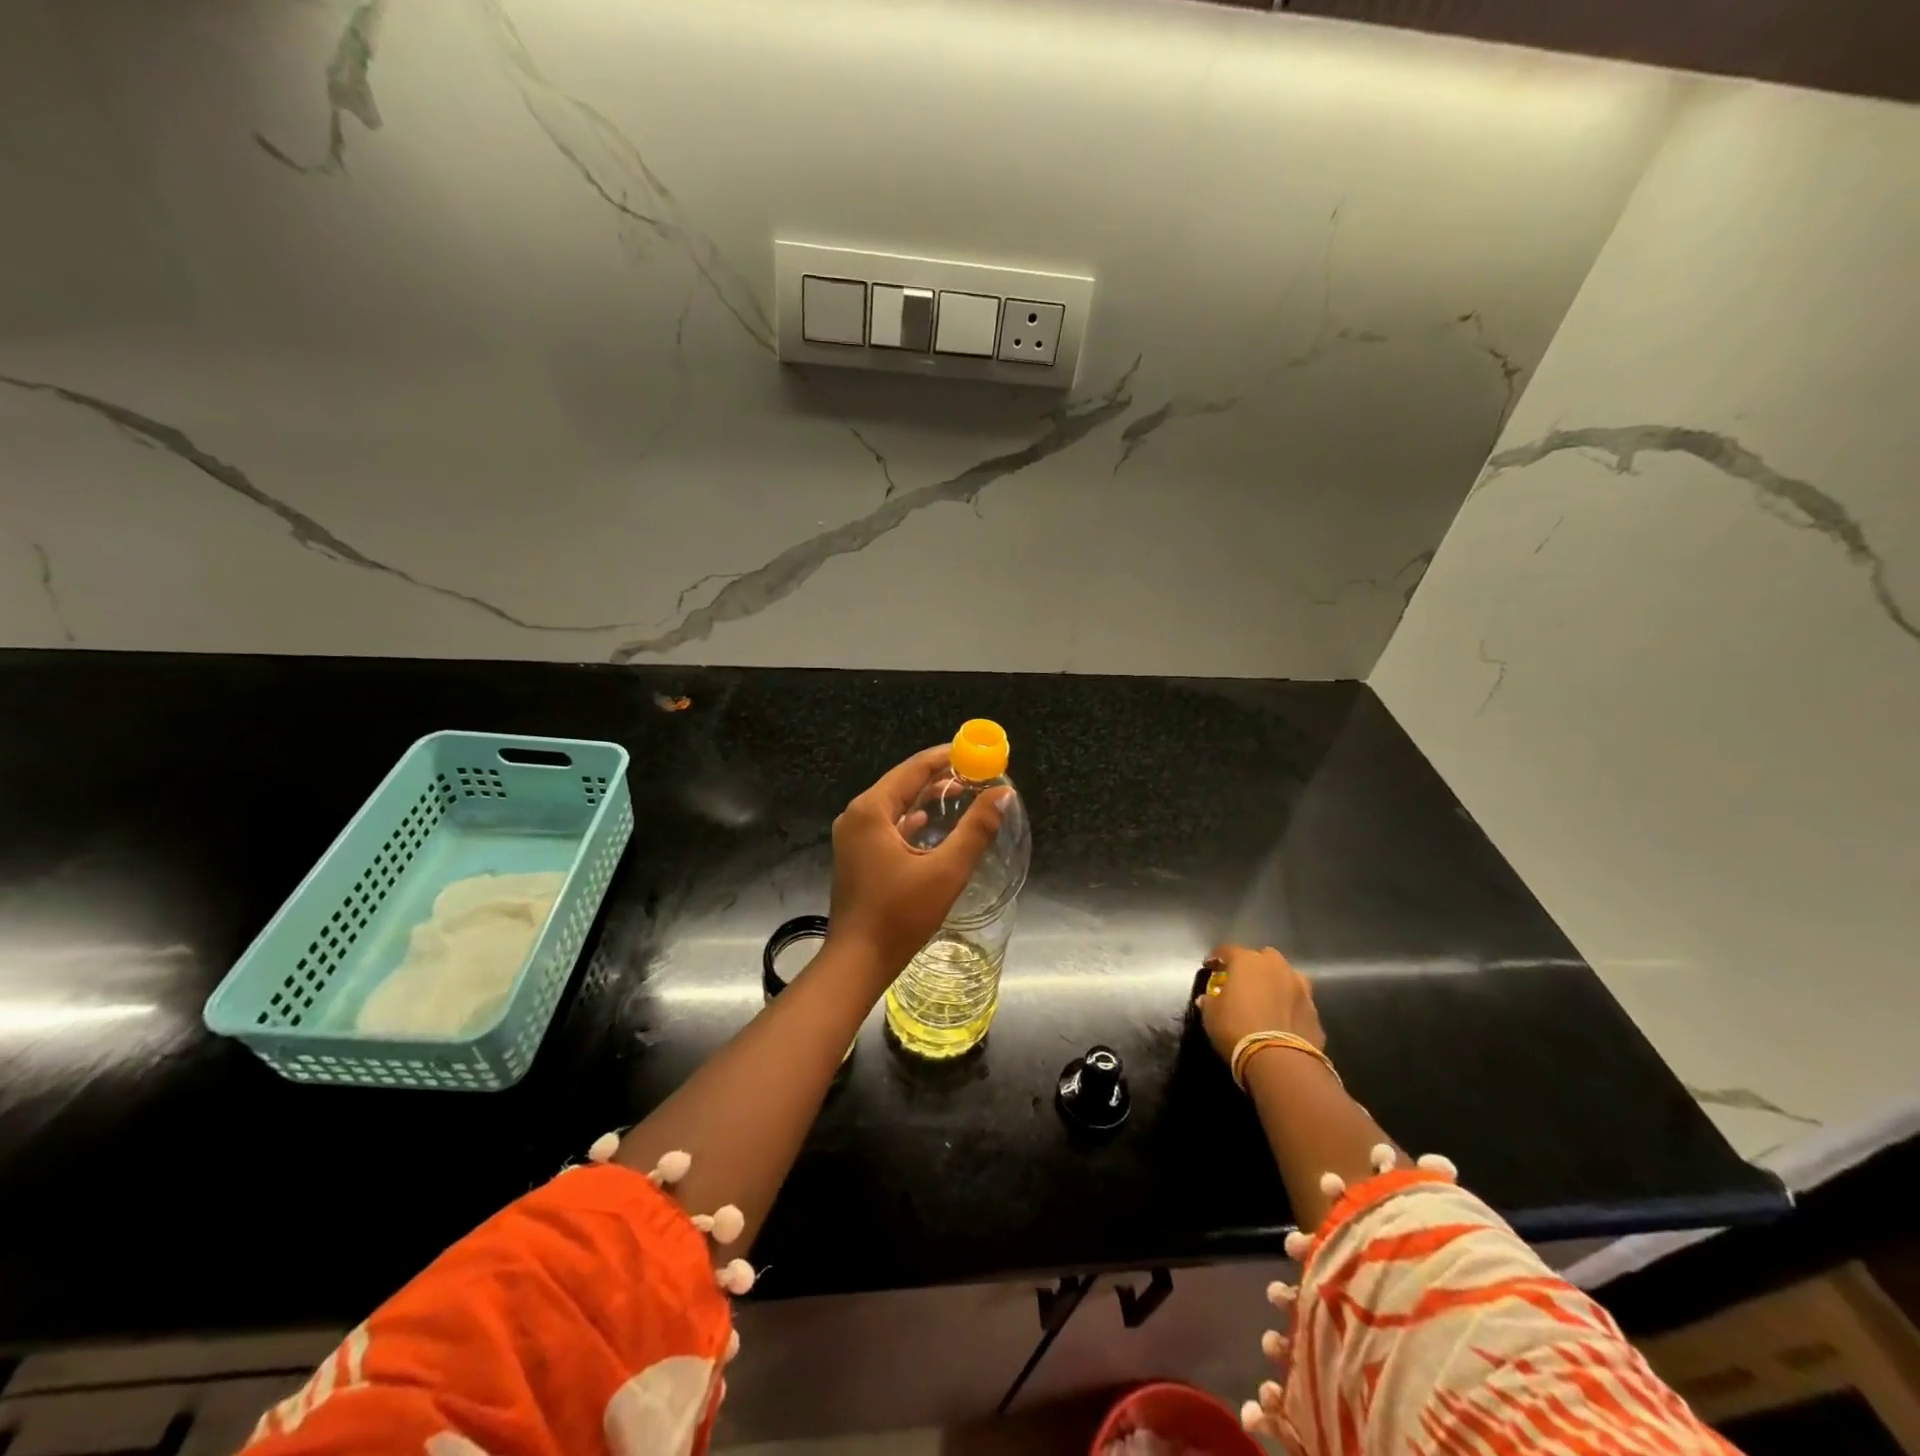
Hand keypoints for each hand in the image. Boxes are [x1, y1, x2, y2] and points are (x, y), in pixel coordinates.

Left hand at [826, 746, 1011, 984]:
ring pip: (895, 804)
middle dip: (939, 775)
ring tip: (962, 792)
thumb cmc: (900, 915)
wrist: (857, 962)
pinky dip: (911, 819)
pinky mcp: (856, 855)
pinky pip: (888, 824)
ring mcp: (853, 836)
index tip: (978, 752)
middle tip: (976, 773)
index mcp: (871, 810)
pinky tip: (930, 823)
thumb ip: (976, 829)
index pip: (914, 768)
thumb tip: (1002, 794)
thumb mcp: (946, 871)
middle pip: (903, 782)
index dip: (948, 757)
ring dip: (926, 797)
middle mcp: (857, 815)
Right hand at [1197, 944, 1324, 1063]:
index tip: (1210, 967)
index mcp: (1247, 961)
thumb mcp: (1211, 1015)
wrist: (1279, 1060)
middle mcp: (1276, 967)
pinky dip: (1290, 1006)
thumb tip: (1207, 999)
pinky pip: (1298, 1001)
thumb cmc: (1237, 1028)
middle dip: (1254, 965)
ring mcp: (1300, 987)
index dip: (1217, 957)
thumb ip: (1210, 1002)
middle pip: (1263, 957)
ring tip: (1267, 998)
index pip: (1228, 950)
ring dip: (1277, 982)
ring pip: (1287, 976)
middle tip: (1243, 981)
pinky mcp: (1314, 1011)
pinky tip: (1282, 1020)